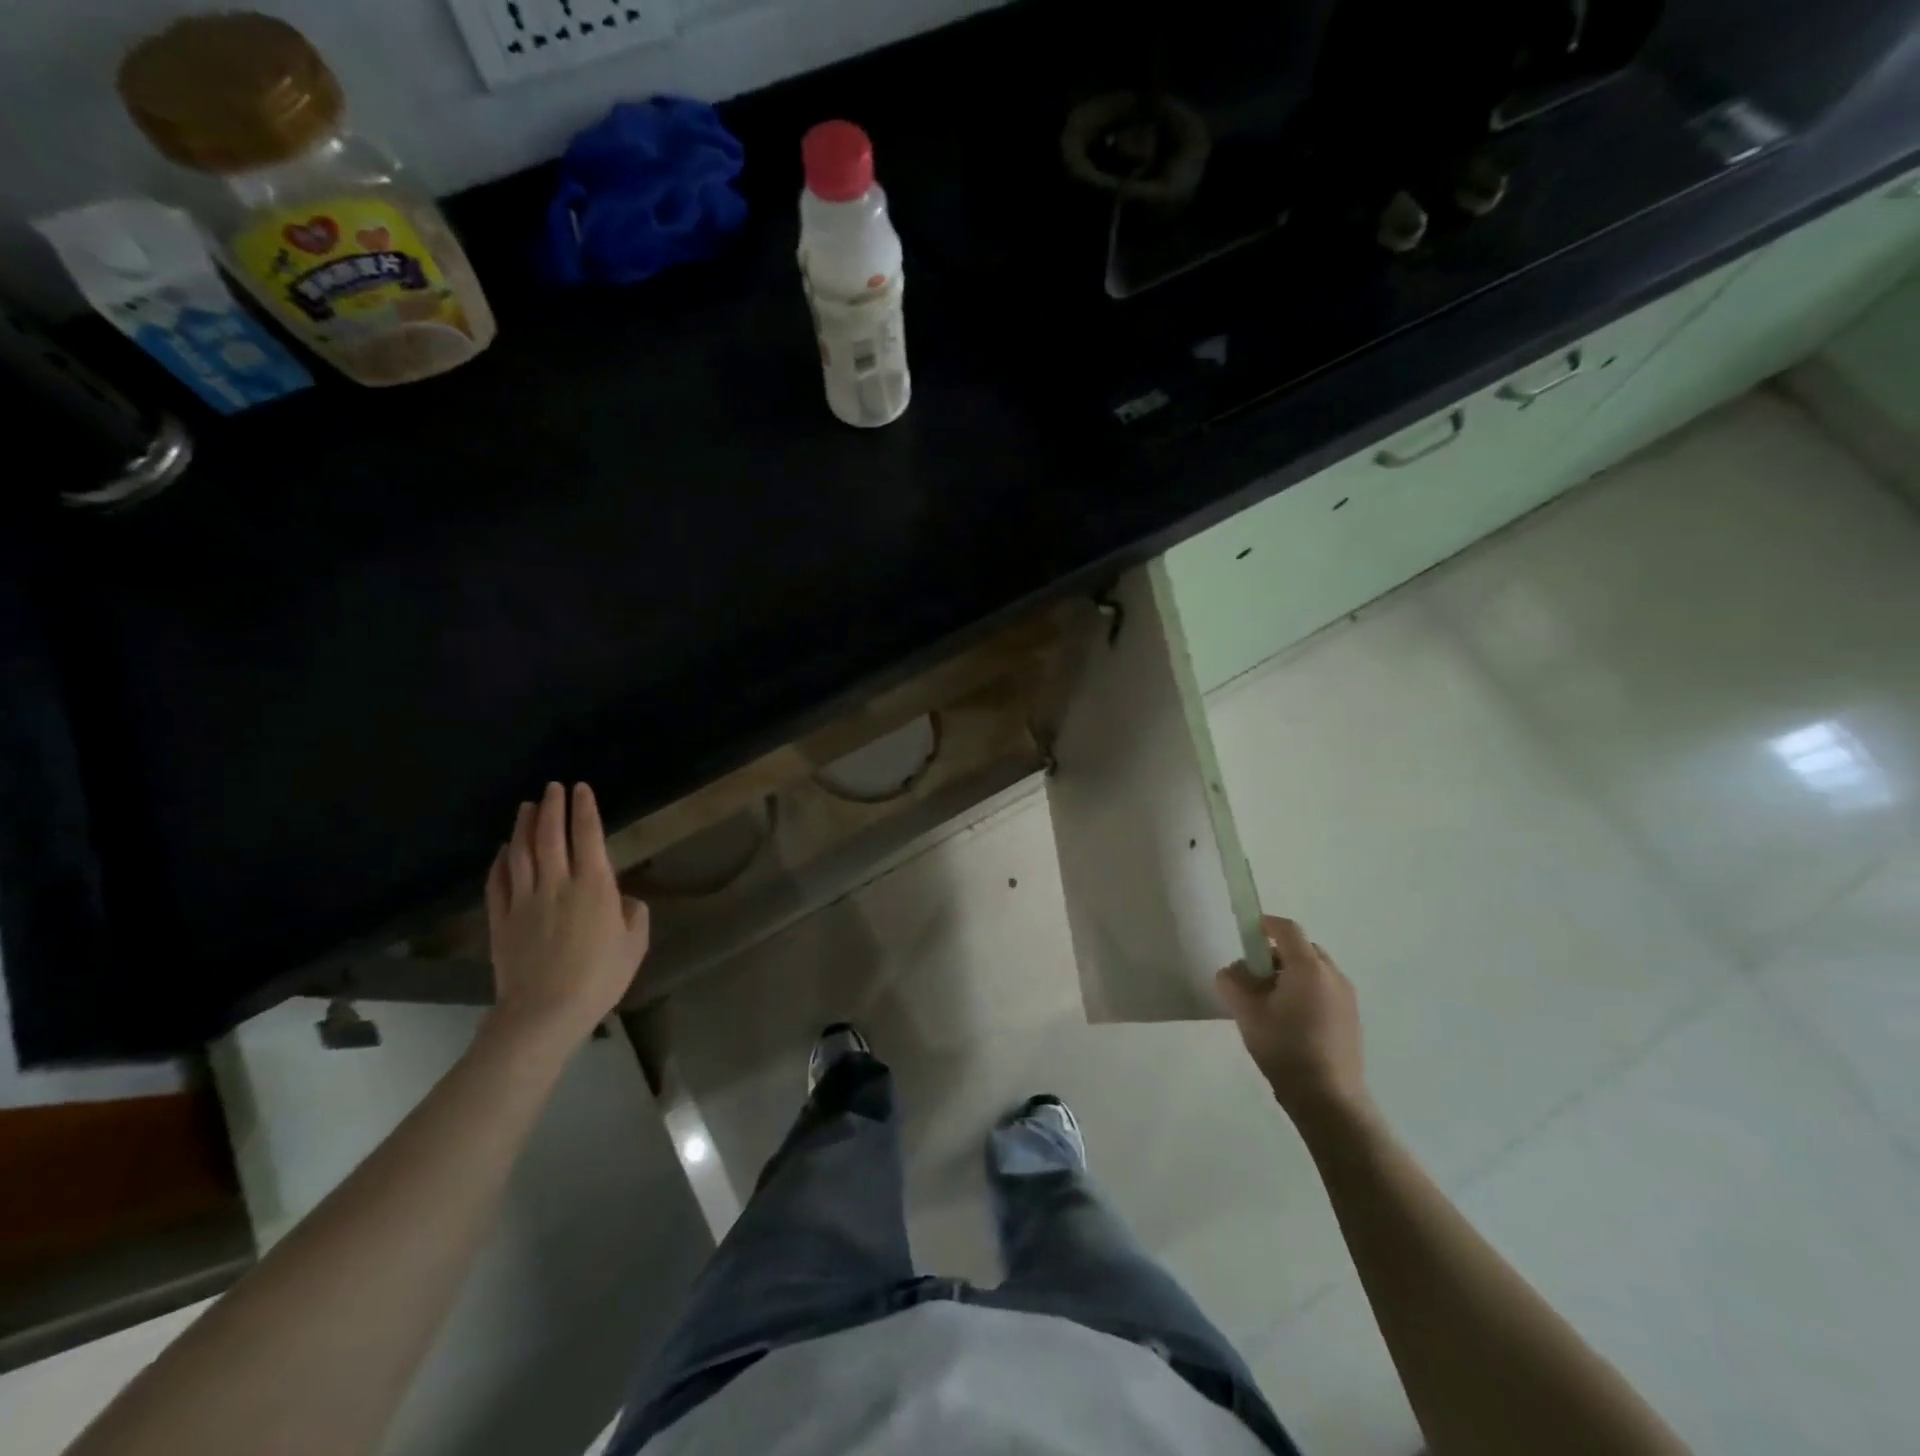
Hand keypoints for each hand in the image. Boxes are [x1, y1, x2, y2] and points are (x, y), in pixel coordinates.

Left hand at [484, 782, 650, 1048]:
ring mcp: (524, 901)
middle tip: (552, 787)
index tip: (581, 789)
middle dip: (552, 808)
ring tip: (527, 807)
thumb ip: (633, 914)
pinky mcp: (500, 920)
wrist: (544, 1012)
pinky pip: (497, 882)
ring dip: (524, 826)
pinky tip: (503, 850)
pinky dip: (500, 862)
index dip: (584, 809)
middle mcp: (557, 884)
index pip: (588, 836)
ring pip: (521, 853)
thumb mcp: (634, 945)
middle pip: (551, 836)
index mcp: (594, 886)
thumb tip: (623, 900)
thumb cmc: (599, 978)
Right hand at [1216, 915, 1369, 1128]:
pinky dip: (1306, 991)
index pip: (1286, 929)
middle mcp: (1333, 976)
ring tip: (1271, 1002)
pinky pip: (1325, 989)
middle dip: (1276, 954)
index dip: (1265, 924)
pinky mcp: (1352, 1018)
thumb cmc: (1285, 1049)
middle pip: (1302, 948)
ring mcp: (1347, 997)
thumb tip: (1233, 971)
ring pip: (1314, 970)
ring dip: (1291, 974)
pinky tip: (1291, 1021)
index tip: (1247, 932)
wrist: (1329, 1100)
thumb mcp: (1246, 1013)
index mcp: (1308, 968)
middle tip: (1255, 976)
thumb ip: (1232, 982)